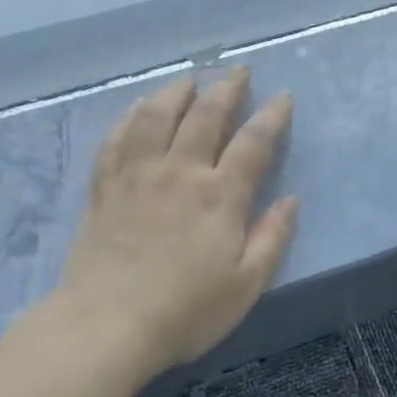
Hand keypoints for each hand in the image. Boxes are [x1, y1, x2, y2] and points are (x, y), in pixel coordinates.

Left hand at [56, 67, 298, 371]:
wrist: (107, 325)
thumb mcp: (245, 285)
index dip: (271, 116)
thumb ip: (272, 238)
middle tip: (239, 71)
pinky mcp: (105, 186)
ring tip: (189, 79)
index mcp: (220, 196)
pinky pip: (118, 137)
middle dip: (227, 89)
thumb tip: (292, 200)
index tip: (282, 97)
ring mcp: (137, 175)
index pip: (253, 142)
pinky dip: (131, 115)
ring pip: (157, 116)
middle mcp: (179, 172)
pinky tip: (139, 107)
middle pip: (205, 116)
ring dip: (177, 91)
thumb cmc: (185, 312)